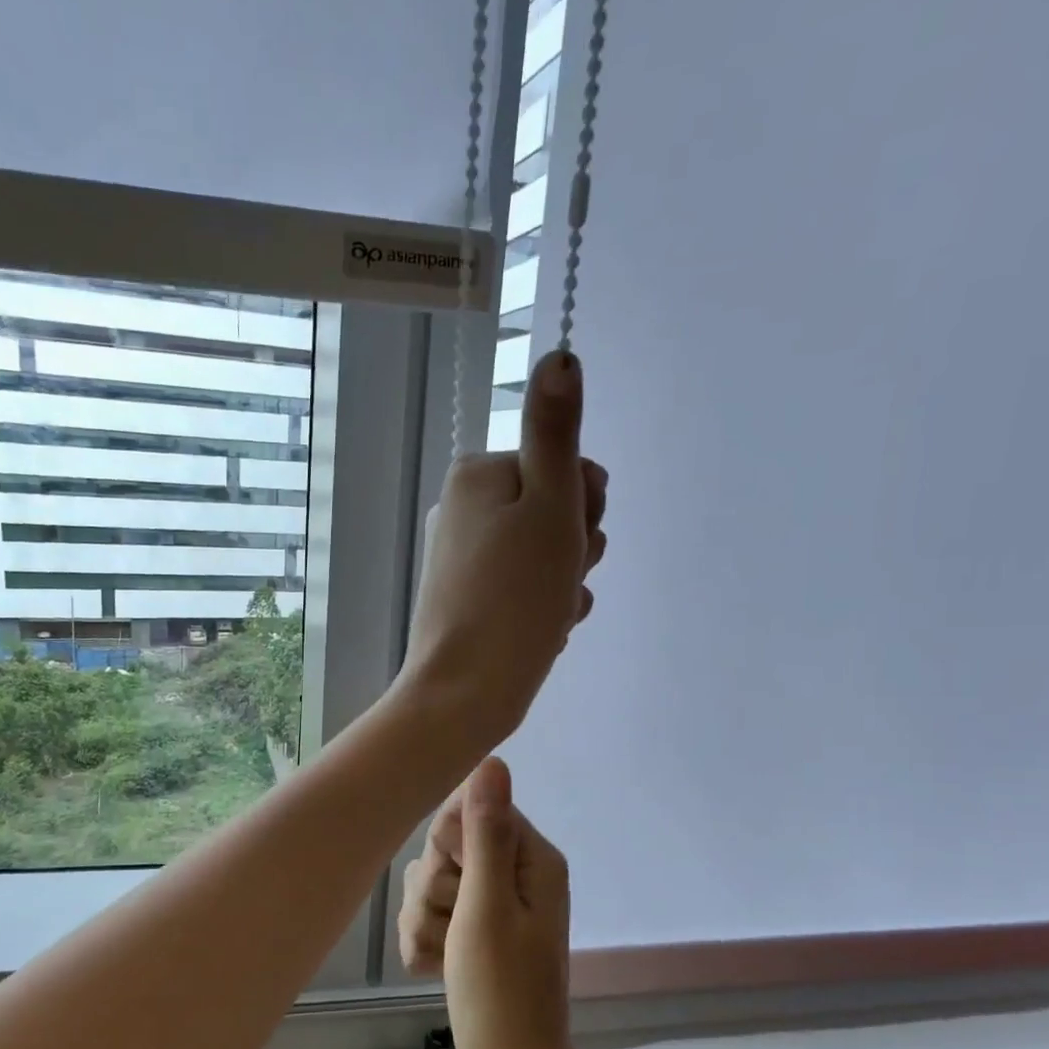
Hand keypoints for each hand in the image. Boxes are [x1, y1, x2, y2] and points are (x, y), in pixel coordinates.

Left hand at [397, 352, 607, 757]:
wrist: (466, 692)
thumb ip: (556, 431)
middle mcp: (464, 510)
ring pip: (547, 556)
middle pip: (555, 512)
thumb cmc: (513, 596)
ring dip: (563, 583)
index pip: (564, 467)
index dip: (584, 506)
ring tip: (546, 612)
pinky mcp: (471, 601)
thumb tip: (559, 355)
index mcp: (478, 476)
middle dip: (573, 549)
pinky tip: (539, 632)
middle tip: (556, 580)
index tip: (571, 539)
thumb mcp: (549, 504)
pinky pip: (528, 591)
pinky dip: (544, 609)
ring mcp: (465, 559)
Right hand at [399, 757, 588, 1048]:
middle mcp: (515, 875)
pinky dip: (428, 943)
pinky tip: (437, 971)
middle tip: (455, 930)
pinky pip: (432, 916)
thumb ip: (485, 833)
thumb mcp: (486, 908)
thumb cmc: (500, 992)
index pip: (467, 812)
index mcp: (531, 859)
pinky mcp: (474, 934)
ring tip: (445, 959)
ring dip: (426, 922)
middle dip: (435, 892)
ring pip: (430, 884)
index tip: (457, 885)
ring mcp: (494, 907)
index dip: (449, 848)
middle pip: (445, 850)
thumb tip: (493, 761)